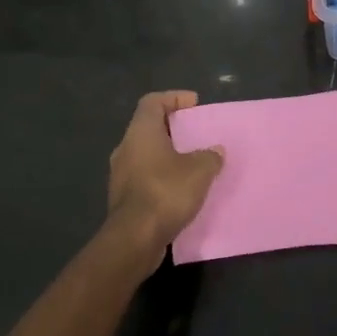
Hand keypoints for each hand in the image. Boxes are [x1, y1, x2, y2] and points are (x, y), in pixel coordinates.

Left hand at [106, 91, 224, 255]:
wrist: (135, 238)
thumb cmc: (166, 192)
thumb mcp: (199, 171)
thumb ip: (210, 156)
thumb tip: (215, 151)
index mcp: (140, 132)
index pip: (152, 101)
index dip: (174, 97)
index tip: (194, 104)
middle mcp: (126, 148)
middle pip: (149, 127)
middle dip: (173, 128)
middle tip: (197, 133)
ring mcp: (121, 174)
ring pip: (146, 154)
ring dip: (168, 155)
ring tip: (193, 162)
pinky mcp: (123, 198)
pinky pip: (145, 177)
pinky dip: (162, 176)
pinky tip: (181, 189)